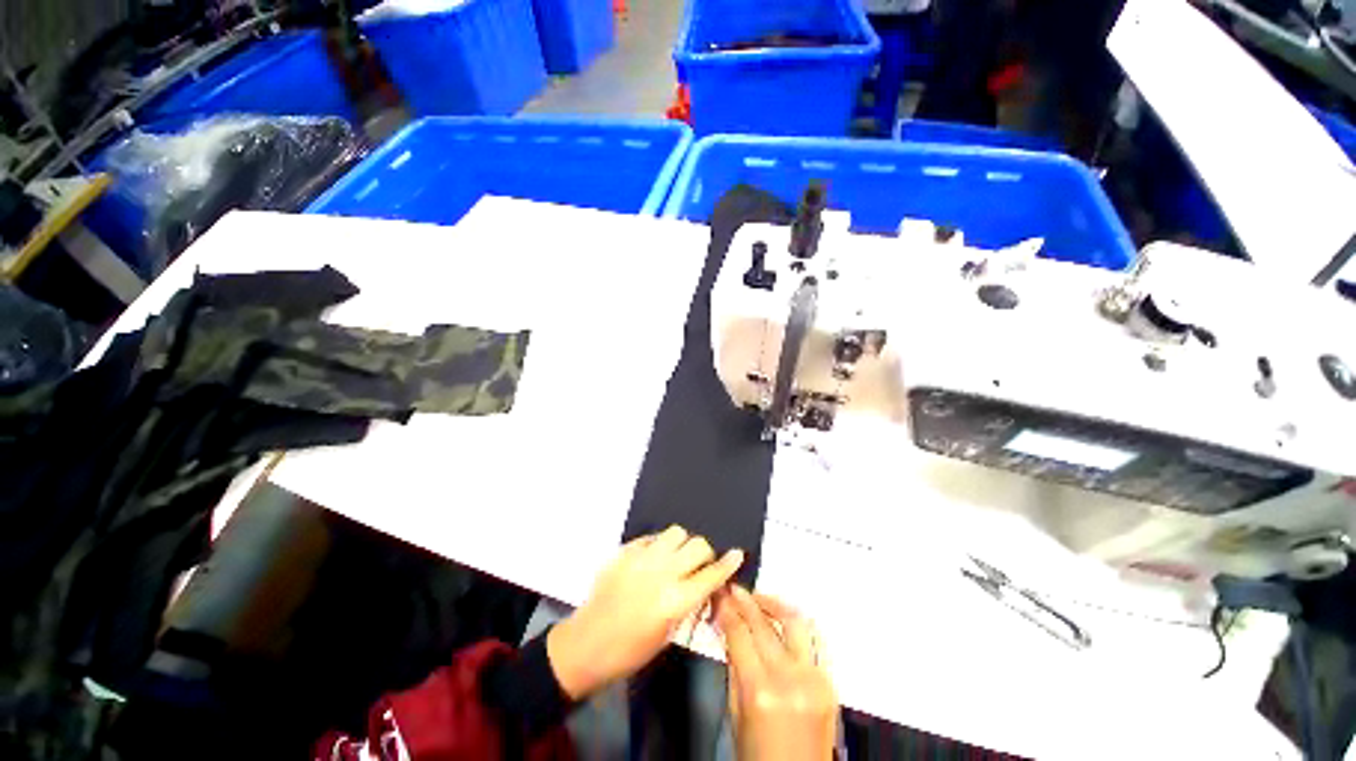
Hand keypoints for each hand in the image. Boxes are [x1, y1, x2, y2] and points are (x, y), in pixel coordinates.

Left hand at [547, 526, 743, 699]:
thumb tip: (702, 584)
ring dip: (682, 544)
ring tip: (675, 558)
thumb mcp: (667, 634)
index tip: (737, 554)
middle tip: (698, 566)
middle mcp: (662, 573)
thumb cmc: (630, 651)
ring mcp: (642, 558)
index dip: (728, 564)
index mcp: (674, 601)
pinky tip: (652, 560)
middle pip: (698, 545)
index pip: (710, 575)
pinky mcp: (625, 551)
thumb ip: (687, 603)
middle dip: (705, 554)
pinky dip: (658, 545)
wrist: (586, 644)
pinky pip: (652, 537)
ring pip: (676, 532)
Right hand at [715, 586, 837, 760]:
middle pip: (763, 624)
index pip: (739, 633)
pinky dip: (799, 624)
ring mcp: (814, 679)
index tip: (720, 596)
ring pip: (795, 622)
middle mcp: (789, 679)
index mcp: (759, 691)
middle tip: (734, 590)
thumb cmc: (758, 755)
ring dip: (775, 603)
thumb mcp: (736, 713)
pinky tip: (786, 619)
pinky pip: (816, 640)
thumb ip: (734, 667)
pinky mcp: (830, 682)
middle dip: (745, 601)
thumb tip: (729, 629)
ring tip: (759, 598)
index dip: (727, 609)